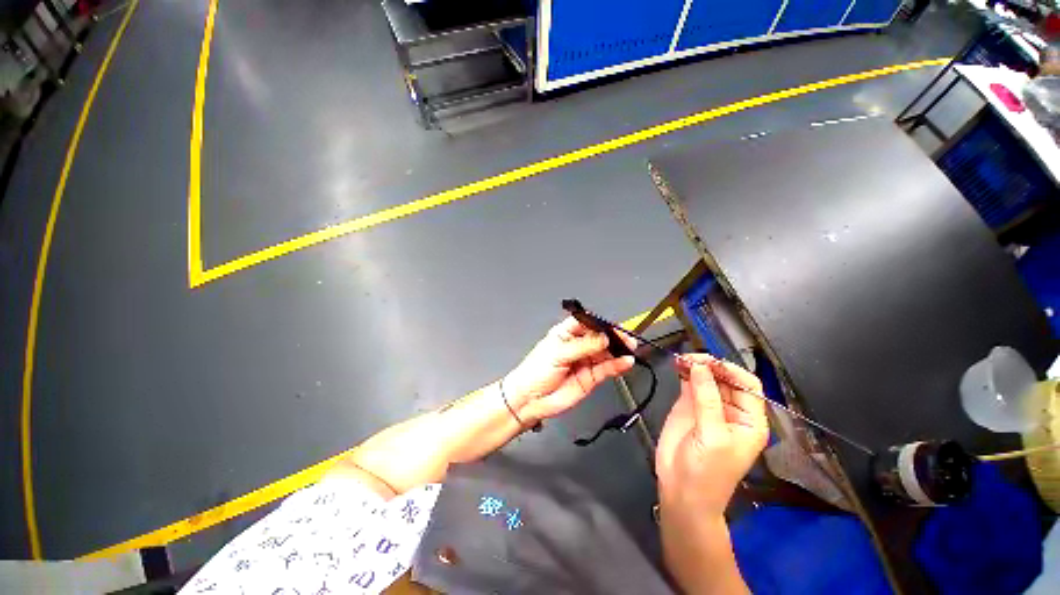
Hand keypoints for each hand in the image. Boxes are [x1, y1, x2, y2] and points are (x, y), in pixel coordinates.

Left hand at [503, 316, 635, 423]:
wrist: (530, 400)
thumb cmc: (535, 372)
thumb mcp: (558, 354)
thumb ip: (583, 346)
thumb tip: (603, 338)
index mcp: (565, 333)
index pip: (586, 323)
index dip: (599, 323)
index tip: (611, 326)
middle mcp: (577, 345)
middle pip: (599, 337)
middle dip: (613, 336)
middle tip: (626, 338)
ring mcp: (585, 361)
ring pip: (606, 352)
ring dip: (618, 350)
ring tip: (629, 349)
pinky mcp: (590, 377)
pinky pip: (607, 368)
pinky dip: (618, 365)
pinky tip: (626, 362)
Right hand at [656, 354, 768, 517]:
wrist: (682, 491)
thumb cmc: (707, 471)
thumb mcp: (713, 436)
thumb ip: (707, 400)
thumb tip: (700, 367)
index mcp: (750, 420)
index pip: (748, 385)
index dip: (731, 370)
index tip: (709, 362)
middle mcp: (731, 410)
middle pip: (725, 378)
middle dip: (710, 365)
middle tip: (689, 358)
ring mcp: (708, 406)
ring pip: (706, 377)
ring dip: (695, 366)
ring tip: (680, 359)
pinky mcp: (689, 406)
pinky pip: (689, 383)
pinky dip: (683, 372)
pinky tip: (677, 365)